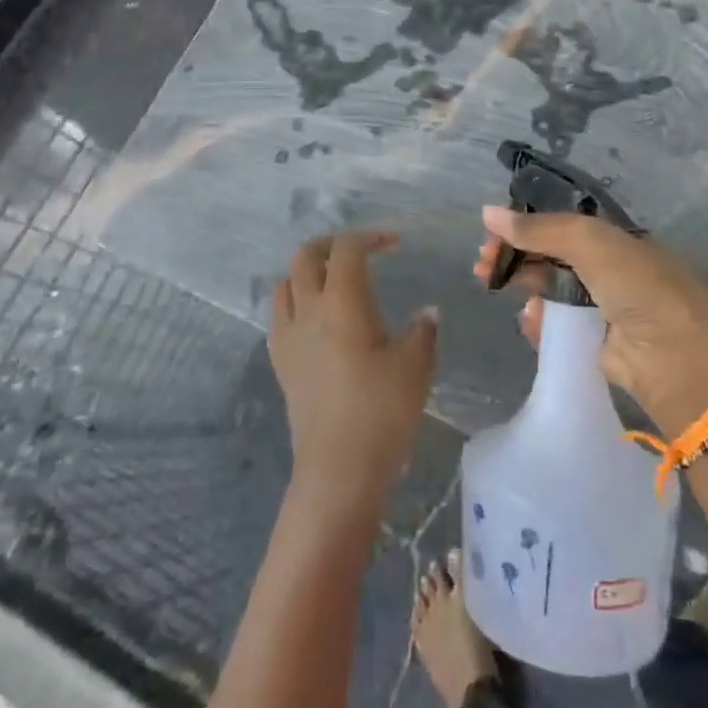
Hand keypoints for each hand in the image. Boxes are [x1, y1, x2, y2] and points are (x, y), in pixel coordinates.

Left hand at [271, 231, 437, 511]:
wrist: (338, 470)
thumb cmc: (382, 411)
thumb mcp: (416, 366)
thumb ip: (423, 331)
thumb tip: (427, 313)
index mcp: (343, 301)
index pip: (347, 248)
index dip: (370, 236)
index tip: (395, 243)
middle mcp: (309, 309)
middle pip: (306, 255)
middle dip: (332, 243)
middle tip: (360, 251)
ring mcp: (288, 336)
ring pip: (286, 282)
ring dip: (309, 270)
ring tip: (336, 281)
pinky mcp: (280, 362)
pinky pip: (280, 314)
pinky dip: (297, 300)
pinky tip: (318, 319)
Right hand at [474, 207, 707, 432]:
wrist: (678, 358)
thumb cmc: (637, 285)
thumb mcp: (589, 242)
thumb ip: (539, 228)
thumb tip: (487, 212)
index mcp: (612, 238)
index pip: (559, 225)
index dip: (524, 226)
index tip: (491, 234)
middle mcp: (608, 269)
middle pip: (550, 256)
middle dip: (515, 256)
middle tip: (481, 265)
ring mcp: (603, 308)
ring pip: (551, 291)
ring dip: (523, 286)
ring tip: (493, 288)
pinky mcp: (597, 345)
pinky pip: (559, 328)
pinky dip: (540, 323)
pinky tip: (529, 321)